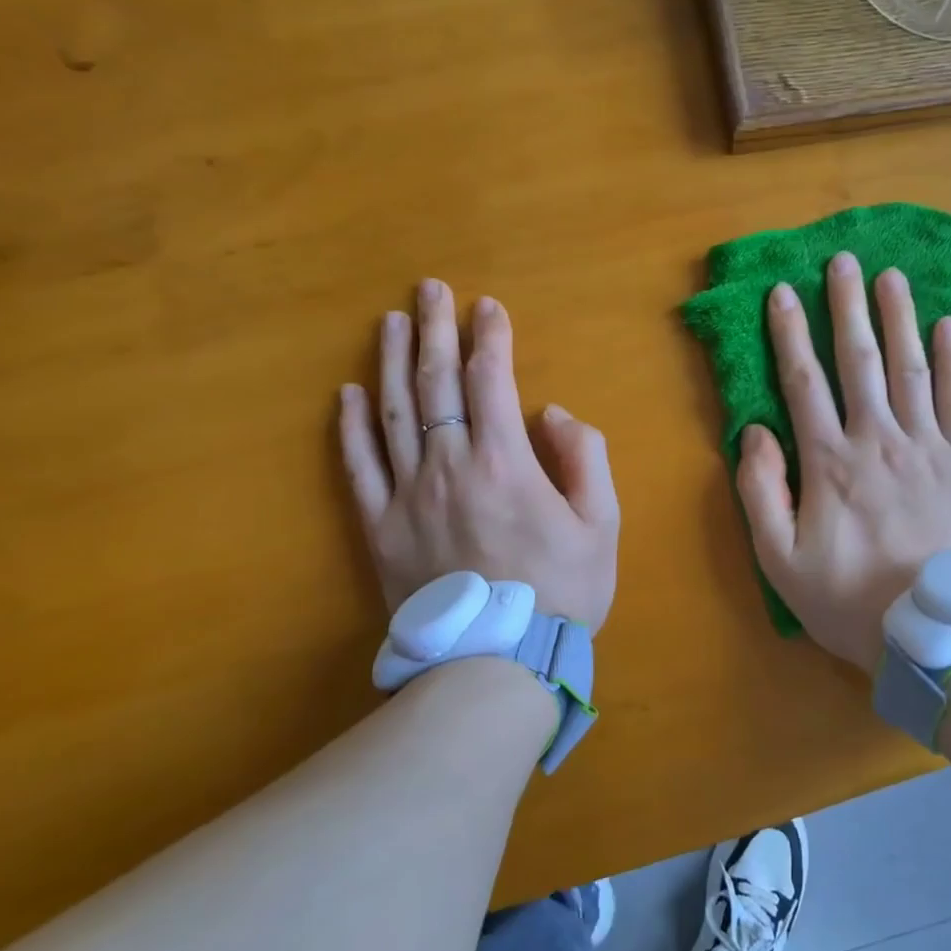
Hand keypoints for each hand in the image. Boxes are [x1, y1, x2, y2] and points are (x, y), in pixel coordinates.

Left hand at [338, 280, 619, 627]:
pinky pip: (359, 468)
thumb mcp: (602, 524)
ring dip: (390, 363)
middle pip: (437, 384)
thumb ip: (585, 458)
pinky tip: (348, 393)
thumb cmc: (561, 591)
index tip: (487, 306)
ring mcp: (407, 495)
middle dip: (434, 330)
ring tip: (390, 322)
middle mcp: (449, 466)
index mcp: (505, 462)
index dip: (490, 337)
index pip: (492, 380)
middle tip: (429, 289)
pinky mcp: (379, 527)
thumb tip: (552, 414)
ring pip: (393, 414)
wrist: (497, 661)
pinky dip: (351, 427)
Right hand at [736, 253, 950, 672]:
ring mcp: (928, 447)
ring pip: (910, 368)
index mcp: (830, 461)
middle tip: (844, 261)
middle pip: (859, 360)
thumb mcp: (780, 560)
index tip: (783, 292)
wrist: (935, 635)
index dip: (790, 333)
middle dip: (847, 306)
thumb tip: (756, 431)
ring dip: (899, 318)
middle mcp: (878, 439)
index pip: (803, 382)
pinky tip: (949, 327)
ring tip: (893, 276)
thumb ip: (760, 492)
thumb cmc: (849, 599)